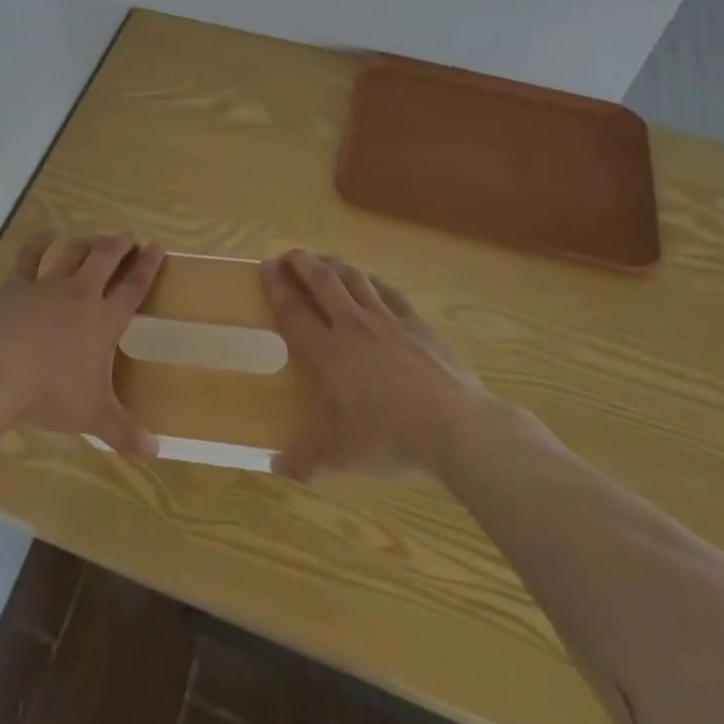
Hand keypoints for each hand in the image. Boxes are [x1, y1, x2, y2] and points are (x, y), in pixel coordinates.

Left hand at [0, 231, 163, 456]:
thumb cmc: (50, 393)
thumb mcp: (93, 416)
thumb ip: (124, 431)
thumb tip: (156, 451)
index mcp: (104, 319)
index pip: (134, 286)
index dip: (149, 266)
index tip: (158, 248)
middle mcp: (81, 293)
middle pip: (106, 257)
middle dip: (120, 244)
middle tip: (128, 238)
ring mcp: (48, 285)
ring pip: (74, 251)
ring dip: (88, 241)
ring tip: (96, 238)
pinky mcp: (17, 285)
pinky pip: (30, 255)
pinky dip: (39, 241)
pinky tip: (45, 234)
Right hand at [263, 251, 489, 480]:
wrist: (457, 427)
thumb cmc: (392, 439)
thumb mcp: (344, 457)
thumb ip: (307, 459)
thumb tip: (275, 467)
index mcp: (328, 354)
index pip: (294, 311)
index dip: (277, 286)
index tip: (266, 267)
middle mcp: (353, 327)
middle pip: (322, 281)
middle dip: (302, 263)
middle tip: (288, 256)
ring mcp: (387, 321)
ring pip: (354, 279)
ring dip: (333, 264)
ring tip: (322, 261)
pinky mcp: (416, 323)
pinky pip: (387, 291)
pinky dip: (371, 280)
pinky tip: (367, 280)